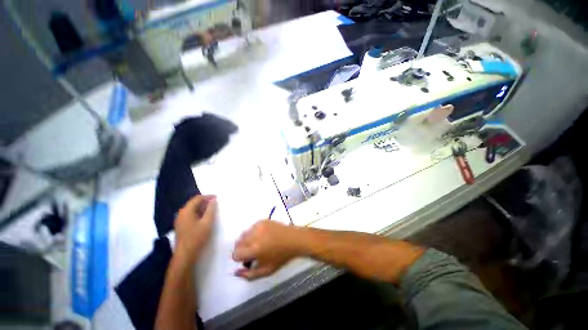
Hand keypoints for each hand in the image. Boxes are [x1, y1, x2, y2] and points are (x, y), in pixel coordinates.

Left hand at [174, 195, 216, 261]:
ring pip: (192, 209)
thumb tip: (214, 200)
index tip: (217, 198)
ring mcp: (180, 220)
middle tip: (216, 204)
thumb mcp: (207, 222)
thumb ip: (211, 209)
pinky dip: (198, 213)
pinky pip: (190, 215)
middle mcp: (181, 213)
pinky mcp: (181, 226)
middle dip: (205, 202)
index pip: (197, 198)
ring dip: (202, 208)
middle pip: (194, 203)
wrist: (185, 255)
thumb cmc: (197, 237)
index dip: (208, 196)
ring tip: (212, 210)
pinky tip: (205, 218)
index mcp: (186, 210)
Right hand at [232, 220, 301, 279]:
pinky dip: (252, 233)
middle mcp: (254, 235)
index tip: (247, 259)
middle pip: (238, 243)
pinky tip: (261, 236)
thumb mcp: (266, 270)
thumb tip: (235, 272)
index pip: (235, 253)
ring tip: (257, 243)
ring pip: (243, 234)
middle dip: (242, 249)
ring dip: (246, 240)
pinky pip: (251, 227)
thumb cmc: (281, 256)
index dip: (239, 258)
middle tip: (251, 252)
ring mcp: (258, 226)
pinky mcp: (262, 220)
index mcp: (255, 249)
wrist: (293, 239)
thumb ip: (249, 275)